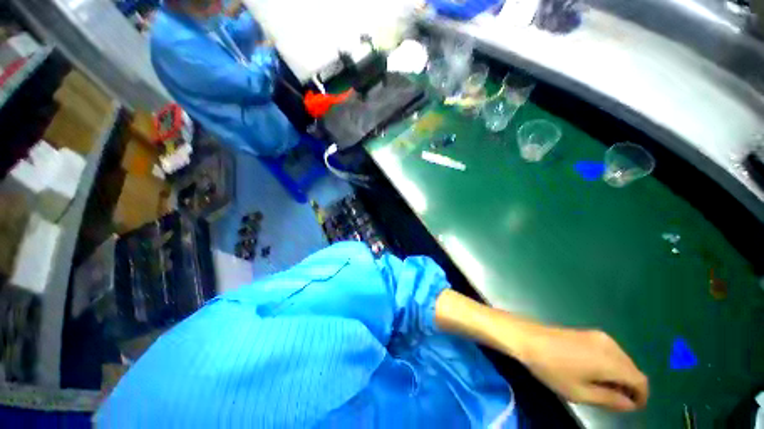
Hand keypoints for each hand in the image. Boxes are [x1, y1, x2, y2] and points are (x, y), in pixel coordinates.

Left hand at [515, 324, 648, 411]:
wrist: (528, 338)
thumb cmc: (552, 368)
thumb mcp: (580, 392)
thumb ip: (610, 400)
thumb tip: (630, 403)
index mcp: (611, 361)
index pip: (640, 381)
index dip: (641, 396)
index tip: (631, 407)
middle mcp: (610, 345)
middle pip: (632, 369)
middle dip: (629, 386)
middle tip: (615, 400)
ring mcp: (598, 335)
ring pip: (622, 359)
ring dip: (619, 374)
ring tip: (602, 387)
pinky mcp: (587, 332)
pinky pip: (609, 351)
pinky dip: (610, 364)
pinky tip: (594, 371)